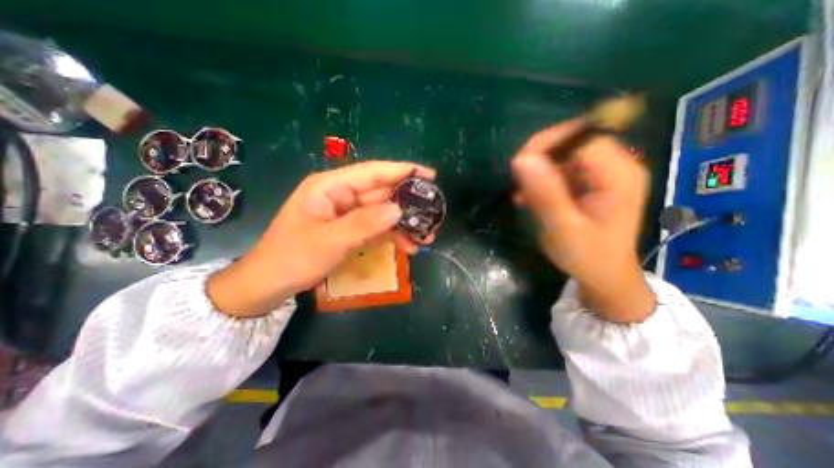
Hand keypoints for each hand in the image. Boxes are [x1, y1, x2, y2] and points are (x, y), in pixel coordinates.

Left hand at [207, 162, 437, 317]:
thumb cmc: (292, 258)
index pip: (373, 172)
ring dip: (404, 224)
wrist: (270, 284)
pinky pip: (376, 227)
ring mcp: (346, 214)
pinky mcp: (350, 229)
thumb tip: (399, 210)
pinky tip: (409, 246)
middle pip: (381, 193)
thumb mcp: (329, 241)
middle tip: (433, 214)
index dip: (402, 171)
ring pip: (382, 212)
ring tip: (426, 237)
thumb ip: (364, 223)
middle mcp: (340, 195)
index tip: (430, 175)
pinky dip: (392, 236)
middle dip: (408, 204)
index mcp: (330, 187)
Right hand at [512, 121, 654, 323]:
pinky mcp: (590, 182)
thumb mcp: (562, 228)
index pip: (581, 138)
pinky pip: (561, 169)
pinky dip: (541, 180)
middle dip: (539, 159)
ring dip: (537, 171)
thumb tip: (521, 159)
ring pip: (562, 155)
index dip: (547, 145)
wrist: (604, 275)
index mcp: (618, 175)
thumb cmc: (587, 257)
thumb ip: (544, 194)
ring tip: (522, 196)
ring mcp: (603, 173)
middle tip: (518, 184)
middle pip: (572, 142)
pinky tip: (530, 198)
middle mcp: (616, 166)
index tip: (518, 167)